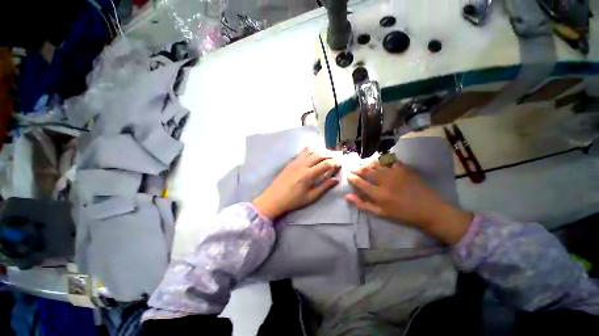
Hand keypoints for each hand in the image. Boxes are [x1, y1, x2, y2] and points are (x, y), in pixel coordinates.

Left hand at [252, 147, 340, 219]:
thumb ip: (324, 187)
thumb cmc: (293, 200)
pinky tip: (314, 154)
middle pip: (319, 155)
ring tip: (327, 155)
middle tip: (336, 157)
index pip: (325, 164)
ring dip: (320, 151)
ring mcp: (295, 162)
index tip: (340, 164)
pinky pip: (302, 152)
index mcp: (308, 174)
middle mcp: (302, 165)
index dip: (335, 163)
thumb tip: (336, 180)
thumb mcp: (311, 197)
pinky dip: (311, 151)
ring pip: (310, 151)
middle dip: (330, 155)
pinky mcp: (291, 162)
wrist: (273, 198)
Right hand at [346, 160, 472, 244]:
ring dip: (368, 163)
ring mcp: (396, 173)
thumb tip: (348, 196)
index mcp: (379, 195)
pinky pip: (390, 160)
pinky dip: (382, 160)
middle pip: (366, 171)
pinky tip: (380, 162)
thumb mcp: (381, 213)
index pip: (360, 183)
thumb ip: (363, 204)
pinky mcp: (405, 168)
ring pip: (376, 163)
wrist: (430, 210)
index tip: (348, 175)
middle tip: (354, 168)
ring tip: (365, 165)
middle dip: (357, 169)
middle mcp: (385, 181)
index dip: (352, 178)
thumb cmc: (403, 214)